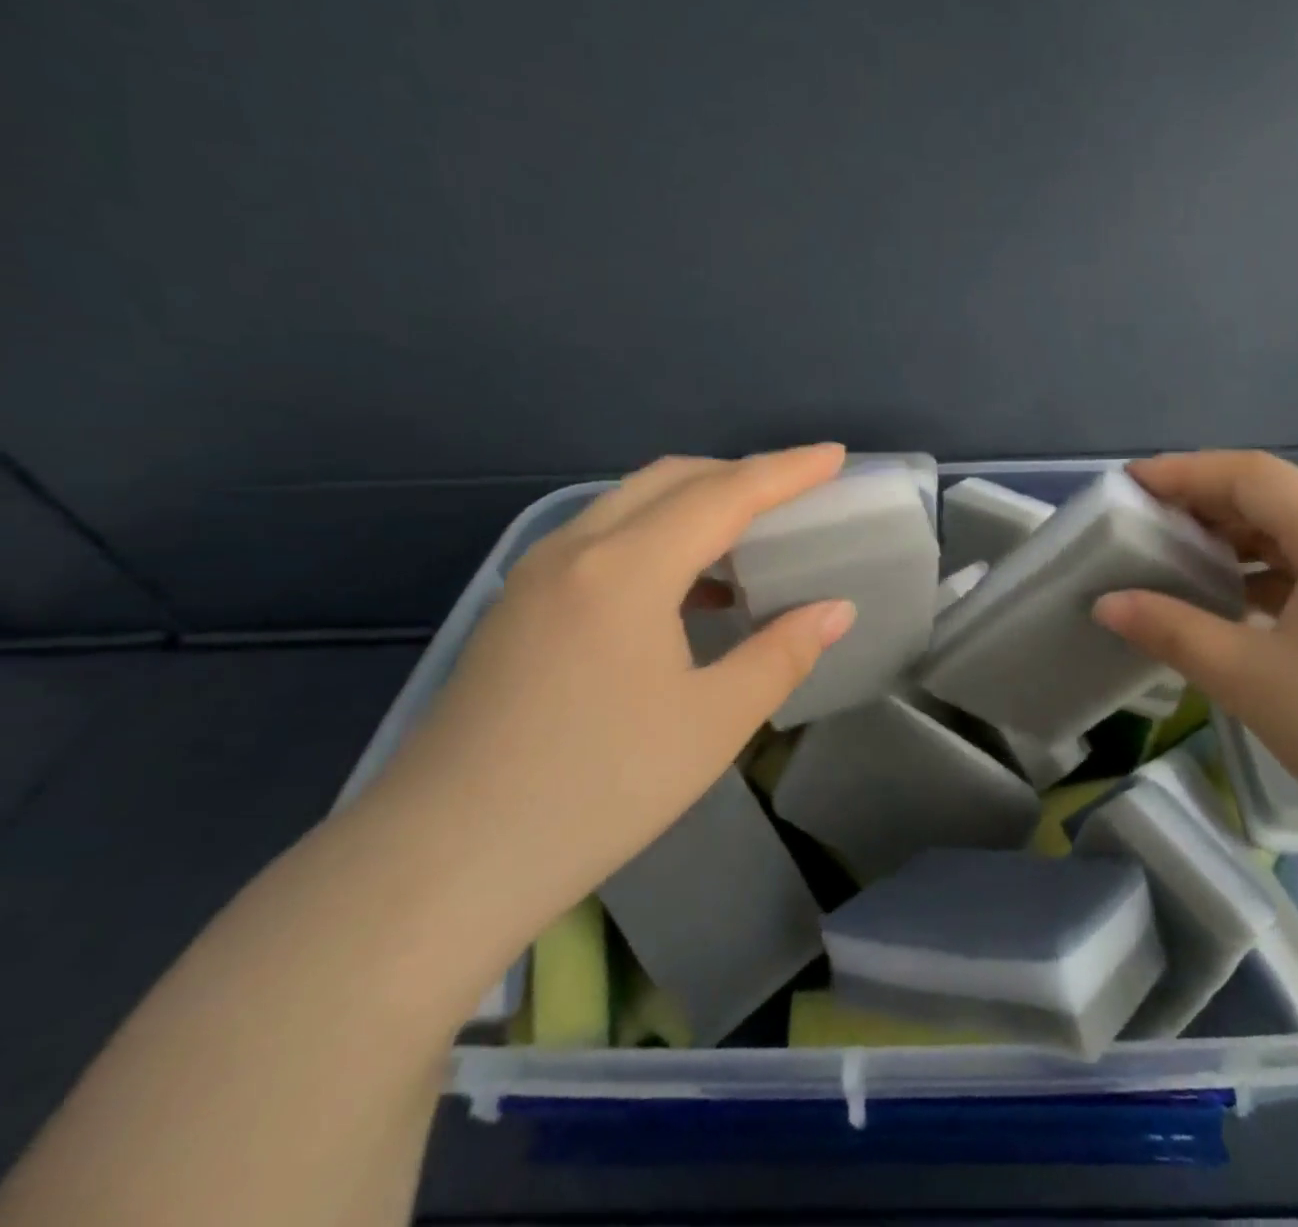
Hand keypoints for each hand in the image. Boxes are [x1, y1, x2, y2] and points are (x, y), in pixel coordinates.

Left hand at [353, 445, 855, 950]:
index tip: (834, 455)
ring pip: (629, 504)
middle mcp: (576, 550)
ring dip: (694, 503)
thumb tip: (835, 609)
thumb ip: (782, 654)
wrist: (440, 864)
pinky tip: (683, 589)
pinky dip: (655, 537)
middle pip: (670, 479)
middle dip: (739, 474)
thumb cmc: (596, 789)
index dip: (786, 471)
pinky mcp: (516, 608)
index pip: (723, 494)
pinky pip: (601, 539)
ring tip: (747, 538)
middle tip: (796, 493)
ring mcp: (535, 576)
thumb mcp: (713, 723)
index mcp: (626, 568)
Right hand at [1094, 450, 1297, 876]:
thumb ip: (1172, 630)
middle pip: (1277, 499)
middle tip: (1144, 522)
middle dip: (1206, 504)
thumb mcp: (1251, 679)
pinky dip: (1267, 575)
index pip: (1252, 476)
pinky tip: (1234, 601)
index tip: (1129, 485)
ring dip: (1237, 541)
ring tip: (1178, 557)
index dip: (1185, 473)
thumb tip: (1107, 604)